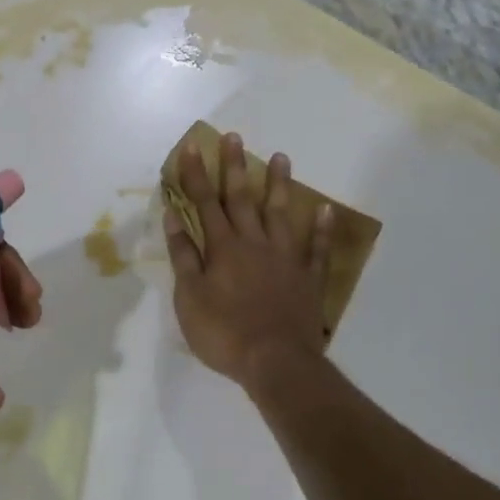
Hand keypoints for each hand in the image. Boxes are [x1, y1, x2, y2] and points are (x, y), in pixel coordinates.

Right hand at [164, 132, 331, 387]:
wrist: (275, 361)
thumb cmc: (224, 333)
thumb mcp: (189, 298)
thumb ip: (183, 256)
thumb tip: (174, 217)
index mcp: (222, 248)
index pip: (204, 203)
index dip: (196, 175)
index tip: (193, 147)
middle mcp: (254, 243)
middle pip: (242, 199)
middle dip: (234, 167)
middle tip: (234, 137)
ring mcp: (285, 258)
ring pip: (281, 214)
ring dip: (279, 185)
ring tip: (281, 157)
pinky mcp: (307, 278)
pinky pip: (317, 249)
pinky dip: (321, 230)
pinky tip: (326, 210)